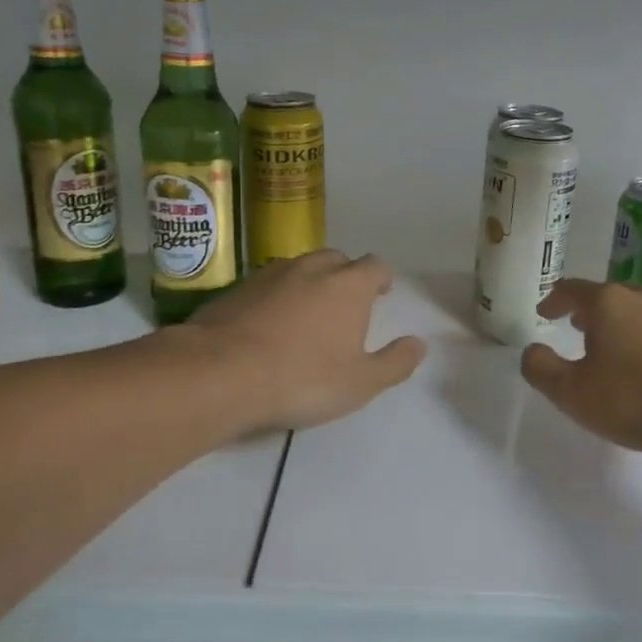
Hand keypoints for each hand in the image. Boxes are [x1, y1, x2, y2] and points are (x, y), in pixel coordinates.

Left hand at [181, 250, 426, 434]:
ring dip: (310, 283)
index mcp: (349, 285)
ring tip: (307, 313)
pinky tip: (269, 323)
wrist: (221, 373)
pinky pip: (268, 283)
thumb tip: (420, 344)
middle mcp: (313, 268)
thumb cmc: (303, 378)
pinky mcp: (237, 288)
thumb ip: (395, 362)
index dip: (381, 279)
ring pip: (300, 267)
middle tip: (345, 304)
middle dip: (346, 276)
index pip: (376, 266)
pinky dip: (276, 296)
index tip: (381, 294)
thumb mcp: (361, 383)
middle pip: (337, 259)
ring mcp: (271, 274)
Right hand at [521, 280, 641, 457]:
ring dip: (629, 326)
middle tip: (580, 328)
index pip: (572, 290)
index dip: (554, 299)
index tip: (545, 312)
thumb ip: (541, 369)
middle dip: (593, 311)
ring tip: (623, 351)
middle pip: (612, 297)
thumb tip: (532, 351)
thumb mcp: (572, 393)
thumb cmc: (636, 400)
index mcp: (609, 303)